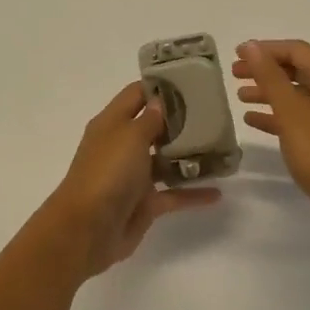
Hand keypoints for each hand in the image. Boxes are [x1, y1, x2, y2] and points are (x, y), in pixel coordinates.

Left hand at [43, 82, 219, 278]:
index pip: (136, 95)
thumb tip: (159, 101)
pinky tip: (218, 192)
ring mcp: (133, 176)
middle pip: (154, 127)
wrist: (87, 229)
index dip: (159, 86)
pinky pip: (173, 194)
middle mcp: (122, 146)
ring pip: (165, 160)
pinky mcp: (145, 204)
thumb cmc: (107, 172)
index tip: (190, 80)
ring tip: (221, 147)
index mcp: (112, 124)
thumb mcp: (130, 136)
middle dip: (181, 120)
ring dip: (190, 155)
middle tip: (215, 113)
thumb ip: (150, 119)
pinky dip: (193, 193)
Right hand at [233, 40, 309, 226]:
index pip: (297, 50)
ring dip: (271, 92)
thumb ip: (270, 76)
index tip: (237, 54)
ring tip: (240, 97)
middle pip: (299, 70)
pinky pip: (306, 115)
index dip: (265, 49)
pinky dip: (282, 114)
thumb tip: (251, 46)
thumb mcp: (291, 111)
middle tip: (235, 74)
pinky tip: (255, 121)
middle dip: (266, 70)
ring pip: (301, 93)